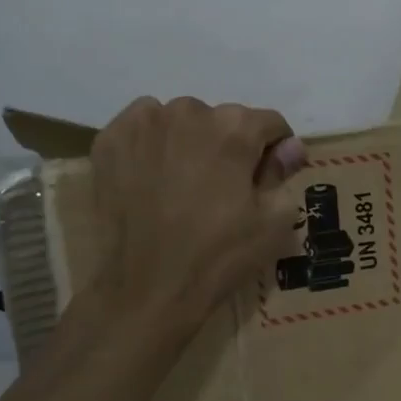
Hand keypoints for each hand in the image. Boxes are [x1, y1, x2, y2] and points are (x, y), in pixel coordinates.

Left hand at [88, 97, 306, 333]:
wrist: (146, 289)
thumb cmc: (218, 256)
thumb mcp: (272, 221)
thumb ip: (283, 173)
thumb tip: (290, 147)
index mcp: (235, 127)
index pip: (269, 124)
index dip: (274, 151)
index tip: (265, 179)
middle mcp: (189, 111)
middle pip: (222, 120)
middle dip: (229, 146)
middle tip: (221, 189)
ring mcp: (144, 122)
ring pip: (181, 121)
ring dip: (189, 142)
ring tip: (183, 184)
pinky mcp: (110, 140)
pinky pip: (141, 127)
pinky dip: (151, 145)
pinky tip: (151, 178)